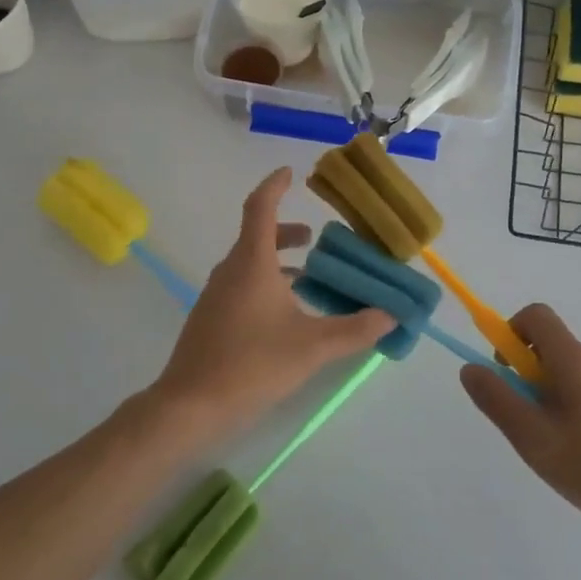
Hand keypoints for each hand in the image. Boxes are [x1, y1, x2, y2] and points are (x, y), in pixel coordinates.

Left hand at [148, 168, 389, 435]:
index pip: (261, 208)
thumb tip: (390, 314)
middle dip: (287, 232)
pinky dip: (266, 282)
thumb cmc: (251, 365)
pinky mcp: (210, 318)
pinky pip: (241, 284)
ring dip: (277, 260)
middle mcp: (230, 271)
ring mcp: (216, 295)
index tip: (290, 173)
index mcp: (251, 263)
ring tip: (308, 277)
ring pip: (249, 262)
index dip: (275, 186)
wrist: (189, 406)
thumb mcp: (312, 347)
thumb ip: (355, 329)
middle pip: (257, 236)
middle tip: (316, 239)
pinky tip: (285, 313)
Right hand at [460, 304, 580, 544]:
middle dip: (530, 375)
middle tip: (528, 422)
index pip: (536, 316)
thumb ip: (496, 398)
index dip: (511, 332)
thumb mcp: (531, 437)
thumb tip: (470, 368)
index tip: (505, 371)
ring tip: (559, 446)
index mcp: (574, 358)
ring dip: (555, 395)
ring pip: (574, 373)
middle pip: (553, 347)